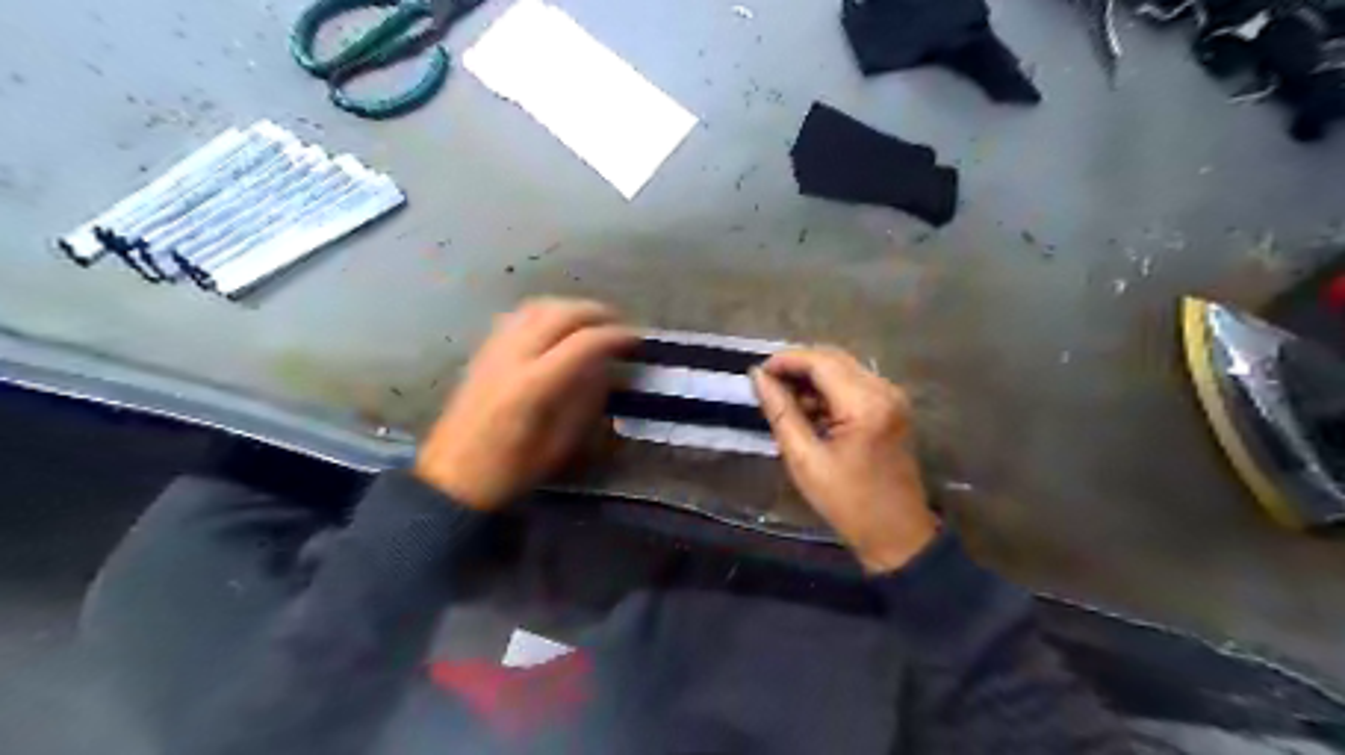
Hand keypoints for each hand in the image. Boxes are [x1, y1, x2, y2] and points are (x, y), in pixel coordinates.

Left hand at [416, 297, 635, 510]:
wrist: (452, 478)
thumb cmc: (511, 470)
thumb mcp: (559, 445)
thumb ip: (584, 401)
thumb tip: (603, 369)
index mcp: (534, 386)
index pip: (582, 344)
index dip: (614, 337)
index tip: (635, 340)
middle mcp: (512, 357)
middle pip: (559, 314)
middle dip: (595, 312)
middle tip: (618, 324)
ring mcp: (493, 350)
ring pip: (536, 307)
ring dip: (569, 307)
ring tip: (590, 321)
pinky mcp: (482, 352)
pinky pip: (516, 316)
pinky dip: (544, 312)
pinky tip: (555, 327)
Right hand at [752, 349, 938, 573]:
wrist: (896, 534)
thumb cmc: (848, 502)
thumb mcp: (805, 459)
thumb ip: (781, 412)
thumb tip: (758, 377)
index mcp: (865, 404)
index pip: (821, 362)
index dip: (786, 360)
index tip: (759, 373)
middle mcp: (884, 390)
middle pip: (833, 359)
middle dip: (798, 367)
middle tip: (768, 386)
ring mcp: (892, 397)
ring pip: (843, 368)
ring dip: (813, 379)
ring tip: (786, 403)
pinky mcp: (892, 406)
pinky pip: (854, 383)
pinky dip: (829, 390)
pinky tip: (810, 411)